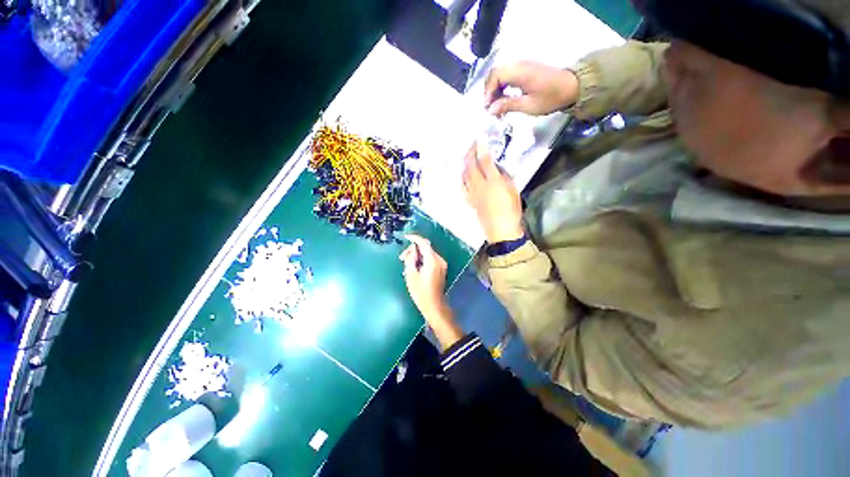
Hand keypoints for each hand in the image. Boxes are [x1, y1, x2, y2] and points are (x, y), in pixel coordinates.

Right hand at [400, 235, 462, 349]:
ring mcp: (442, 264)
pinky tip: (415, 267)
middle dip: (413, 250)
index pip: (424, 243)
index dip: (414, 238)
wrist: (434, 306)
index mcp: (432, 261)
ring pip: (428, 253)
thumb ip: (411, 258)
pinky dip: (422, 259)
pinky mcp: (441, 268)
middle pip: (425, 248)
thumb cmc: (421, 292)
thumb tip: (412, 248)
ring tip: (407, 264)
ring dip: (417, 255)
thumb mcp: (411, 275)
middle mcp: (439, 260)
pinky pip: (431, 258)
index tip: (405, 237)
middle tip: (402, 258)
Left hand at [462, 143, 524, 242]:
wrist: (501, 230)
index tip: (480, 138)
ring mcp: (472, 193)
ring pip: (465, 175)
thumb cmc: (511, 210)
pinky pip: (463, 187)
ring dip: (465, 164)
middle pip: (471, 166)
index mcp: (493, 181)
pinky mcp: (469, 201)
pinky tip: (463, 175)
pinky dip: (462, 178)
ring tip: (467, 157)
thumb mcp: (513, 190)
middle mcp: (480, 185)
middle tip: (472, 145)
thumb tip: (496, 169)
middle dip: (470, 153)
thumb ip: (504, 177)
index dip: (482, 148)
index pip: (485, 160)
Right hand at [485, 61, 578, 116]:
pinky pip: (507, 74)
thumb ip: (508, 105)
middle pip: (495, 73)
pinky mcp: (525, 68)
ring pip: (500, 74)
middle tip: (491, 107)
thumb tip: (490, 110)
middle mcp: (519, 64)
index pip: (495, 76)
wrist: (572, 87)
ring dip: (495, 89)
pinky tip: (505, 98)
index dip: (488, 91)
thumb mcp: (529, 106)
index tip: (488, 107)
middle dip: (489, 91)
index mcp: (520, 72)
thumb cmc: (551, 98)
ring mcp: (522, 65)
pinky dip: (502, 86)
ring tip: (497, 105)